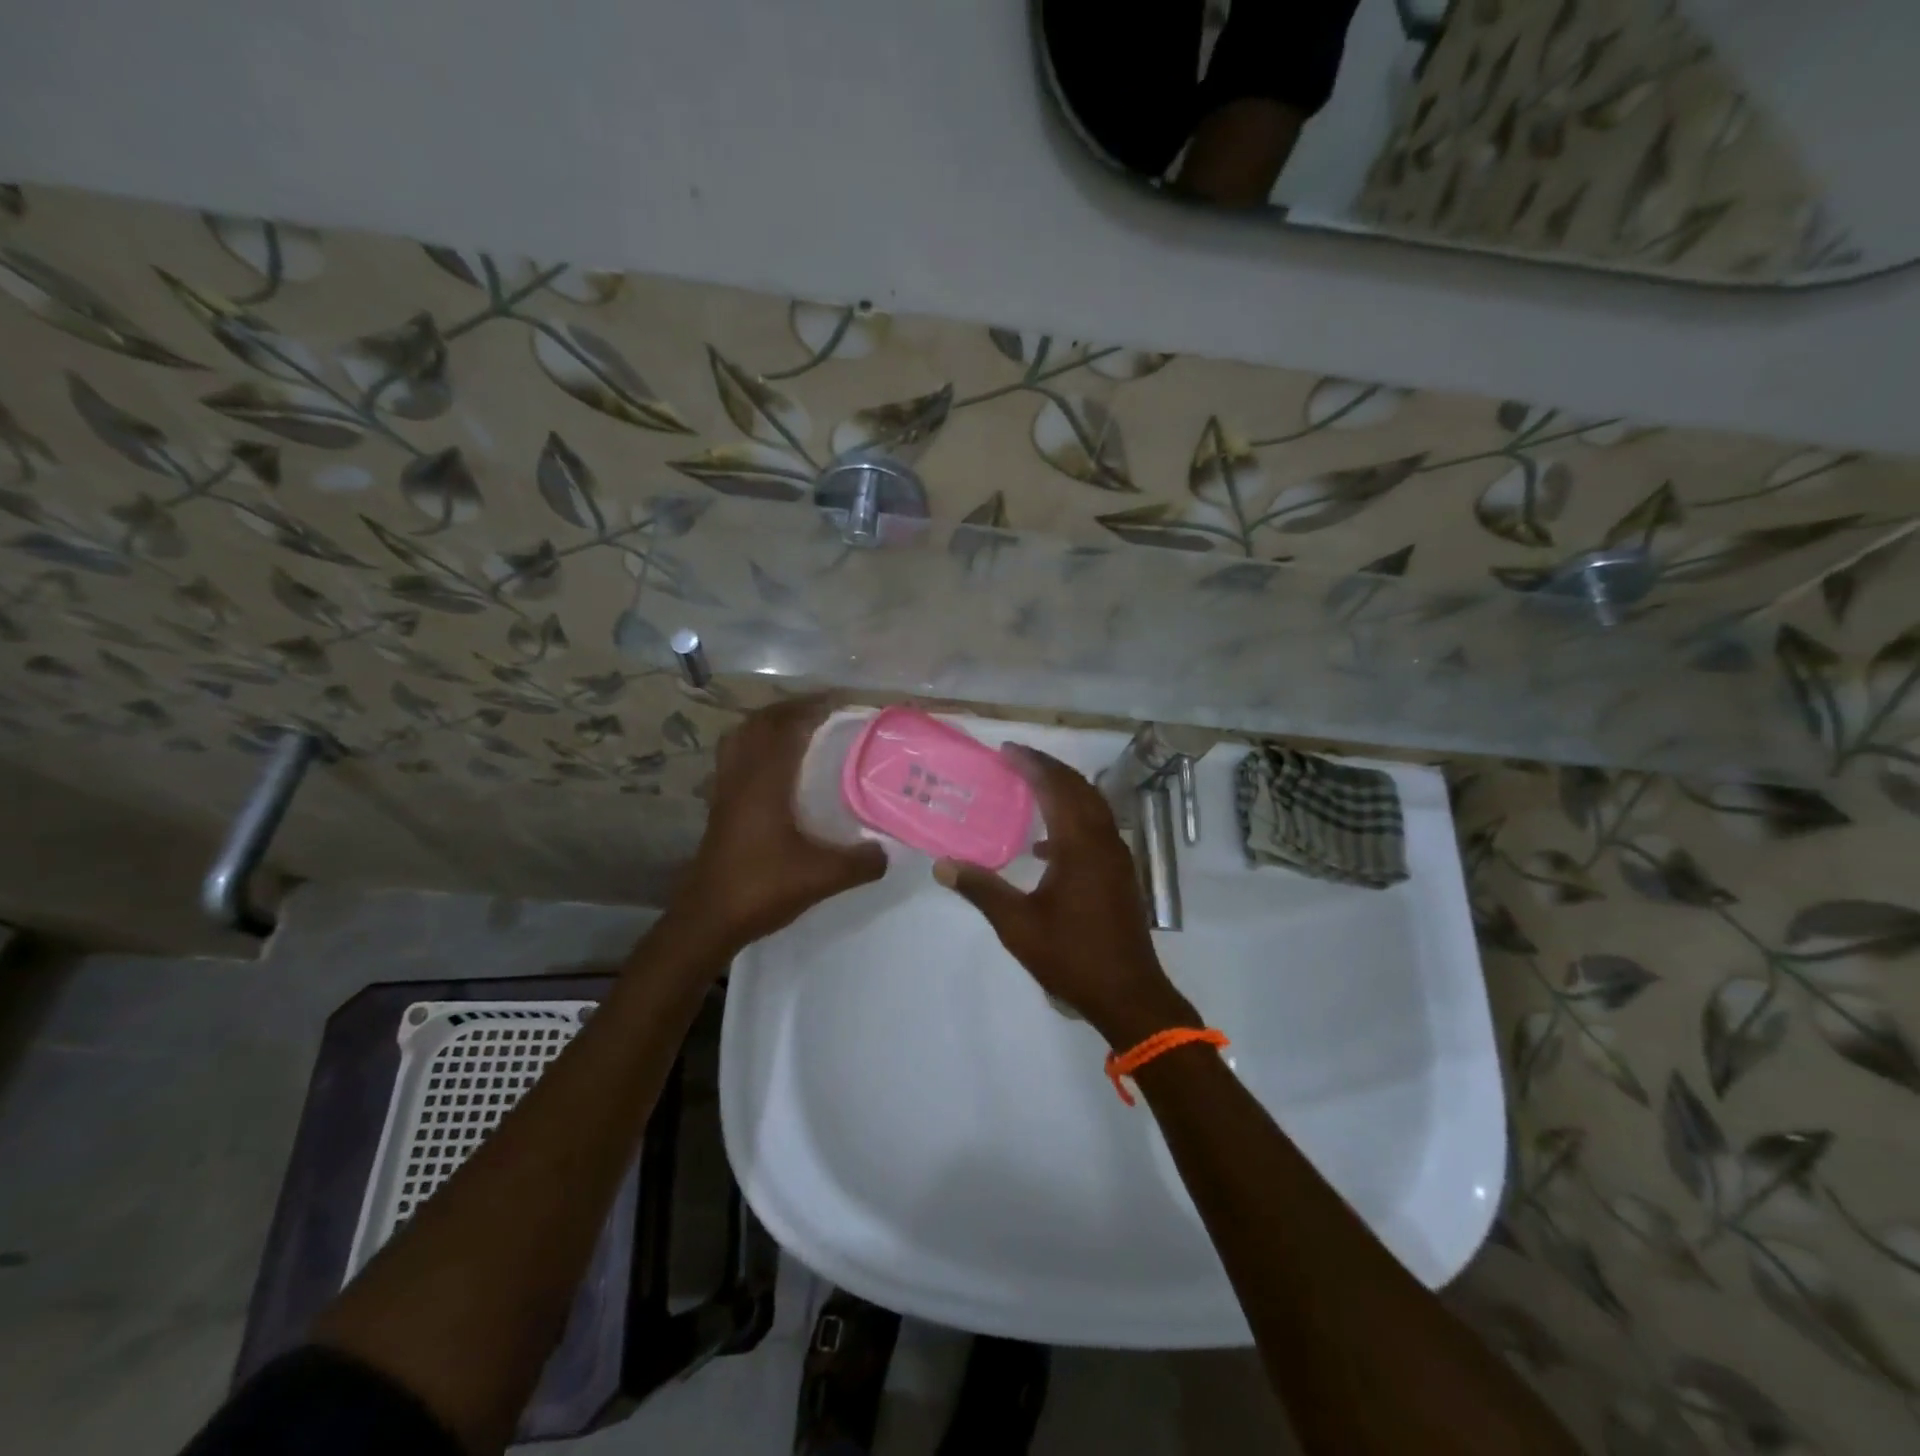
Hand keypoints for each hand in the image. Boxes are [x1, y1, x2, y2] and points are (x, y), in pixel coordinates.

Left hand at [669, 695, 886, 956]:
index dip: (811, 707)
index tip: (840, 702)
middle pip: (758, 724)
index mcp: (764, 781)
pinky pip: (736, 760)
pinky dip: (756, 749)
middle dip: (790, 709)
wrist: (707, 921)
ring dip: (768, 726)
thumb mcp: (822, 877)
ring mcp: (725, 792)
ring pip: (741, 740)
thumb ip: (862, 861)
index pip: (785, 726)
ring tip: (799, 730)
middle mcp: (741, 777)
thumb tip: (889, 849)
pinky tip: (778, 770)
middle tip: (824, 712)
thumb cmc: (761, 888)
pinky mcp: (720, 809)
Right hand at [933, 743, 1198, 1047]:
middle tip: (1015, 760)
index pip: (1056, 787)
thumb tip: (942, 865)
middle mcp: (1104, 841)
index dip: (1031, 764)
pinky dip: (1073, 821)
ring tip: (1030, 789)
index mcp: (1081, 845)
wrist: (1128, 995)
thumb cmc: (1071, 956)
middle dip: (1048, 769)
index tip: (1006, 750)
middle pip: (1078, 789)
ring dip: (1063, 791)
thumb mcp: (1017, 925)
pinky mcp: (1121, 874)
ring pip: (1092, 807)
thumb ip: (981, 889)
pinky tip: (1046, 847)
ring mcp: (1117, 858)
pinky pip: (1097, 829)